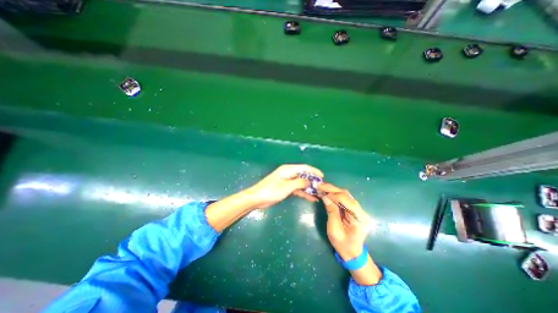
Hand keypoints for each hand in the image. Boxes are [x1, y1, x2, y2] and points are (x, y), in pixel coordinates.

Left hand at [247, 163, 325, 210]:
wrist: (257, 198)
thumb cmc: (272, 190)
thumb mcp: (287, 186)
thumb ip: (300, 182)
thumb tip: (310, 181)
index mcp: (288, 169)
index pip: (304, 168)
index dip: (314, 171)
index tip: (322, 177)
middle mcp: (289, 173)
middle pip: (303, 175)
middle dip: (312, 181)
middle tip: (322, 187)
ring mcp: (287, 181)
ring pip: (301, 183)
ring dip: (309, 188)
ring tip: (319, 194)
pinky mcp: (285, 188)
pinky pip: (297, 189)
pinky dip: (303, 193)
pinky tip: (311, 198)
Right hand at [318, 184, 368, 261]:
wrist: (352, 253)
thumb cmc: (343, 245)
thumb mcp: (334, 230)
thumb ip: (331, 212)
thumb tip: (325, 197)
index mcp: (359, 219)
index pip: (348, 201)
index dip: (335, 195)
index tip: (322, 193)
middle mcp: (361, 211)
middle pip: (347, 195)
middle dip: (332, 189)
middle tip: (320, 186)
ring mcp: (358, 210)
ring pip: (345, 195)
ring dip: (333, 190)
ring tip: (322, 188)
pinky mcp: (353, 209)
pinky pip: (344, 198)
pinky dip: (335, 195)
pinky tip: (327, 193)